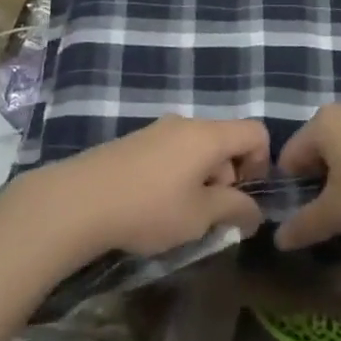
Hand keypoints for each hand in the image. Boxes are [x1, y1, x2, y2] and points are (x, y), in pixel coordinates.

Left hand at [25, 116, 272, 259]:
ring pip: (197, 149)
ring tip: (180, 215)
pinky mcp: (134, 142)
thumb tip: (254, 213)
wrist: (79, 201)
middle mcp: (185, 123)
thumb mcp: (200, 216)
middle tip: (209, 214)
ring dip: (201, 179)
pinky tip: (154, 206)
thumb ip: (235, 210)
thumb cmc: (149, 208)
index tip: (242, 197)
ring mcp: (157, 130)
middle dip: (229, 177)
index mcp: (208, 135)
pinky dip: (177, 176)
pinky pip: (172, 153)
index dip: (262, 163)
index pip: (255, 132)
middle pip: (225, 140)